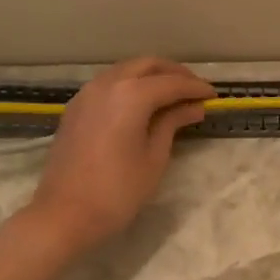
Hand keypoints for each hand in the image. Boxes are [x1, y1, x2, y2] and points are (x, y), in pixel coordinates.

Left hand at [24, 58, 212, 254]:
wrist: (64, 214)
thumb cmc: (118, 191)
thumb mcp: (154, 157)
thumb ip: (172, 123)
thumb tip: (193, 107)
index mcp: (131, 94)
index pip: (172, 83)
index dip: (196, 88)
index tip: (214, 96)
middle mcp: (108, 83)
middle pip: (148, 65)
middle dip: (175, 74)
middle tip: (195, 91)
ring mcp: (87, 93)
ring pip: (126, 70)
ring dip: (151, 77)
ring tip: (172, 96)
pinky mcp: (76, 108)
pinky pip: (109, 84)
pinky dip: (131, 86)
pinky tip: (142, 105)